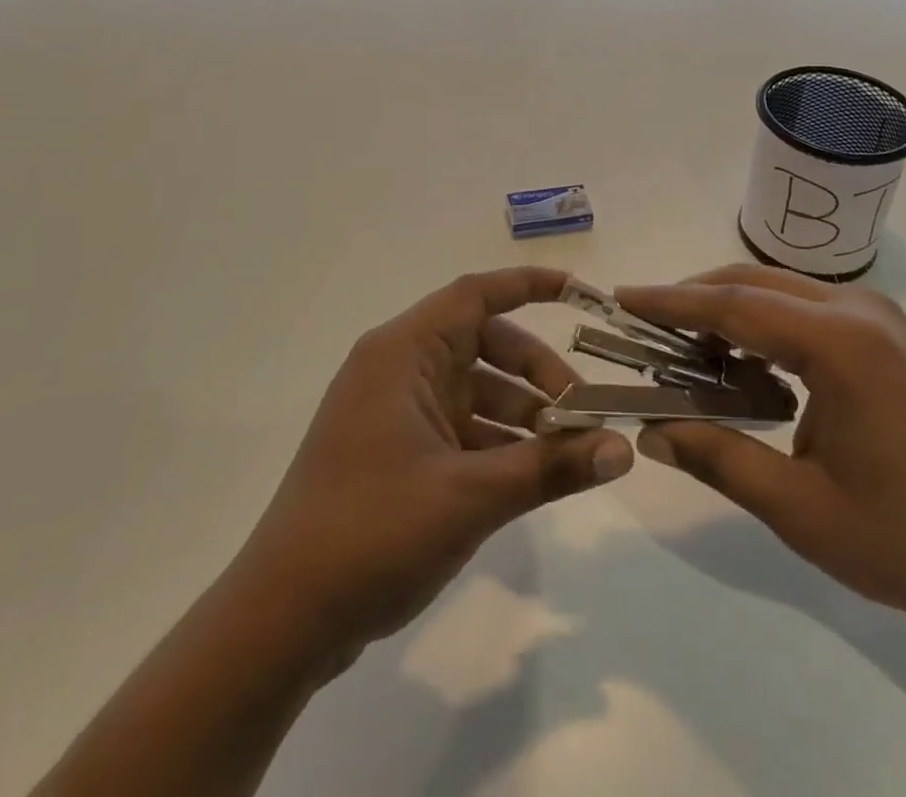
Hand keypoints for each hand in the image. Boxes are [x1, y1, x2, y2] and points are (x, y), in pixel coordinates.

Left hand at [228, 267, 633, 671]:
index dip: (529, 285)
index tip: (581, 294)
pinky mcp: (394, 449)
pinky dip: (496, 442)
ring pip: (474, 388)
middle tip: (583, 412)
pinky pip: (459, 426)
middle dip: (537, 372)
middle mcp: (397, 368)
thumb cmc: (372, 533)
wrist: (282, 619)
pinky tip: (531, 475)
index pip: (476, 294)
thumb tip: (623, 449)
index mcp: (403, 352)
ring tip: (568, 452)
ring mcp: (393, 410)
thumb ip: (550, 467)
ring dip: (521, 413)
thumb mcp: (470, 497)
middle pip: (483, 343)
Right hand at [617, 265, 905, 638]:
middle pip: (752, 283)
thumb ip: (719, 458)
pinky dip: (763, 325)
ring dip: (728, 312)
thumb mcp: (801, 510)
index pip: (733, 304)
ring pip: (777, 291)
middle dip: (694, 300)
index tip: (622, 296)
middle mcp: (858, 310)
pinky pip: (805, 310)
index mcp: (840, 344)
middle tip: (644, 328)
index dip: (671, 301)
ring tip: (685, 352)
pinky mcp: (885, 334)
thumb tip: (651, 430)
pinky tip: (744, 367)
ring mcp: (877, 317)